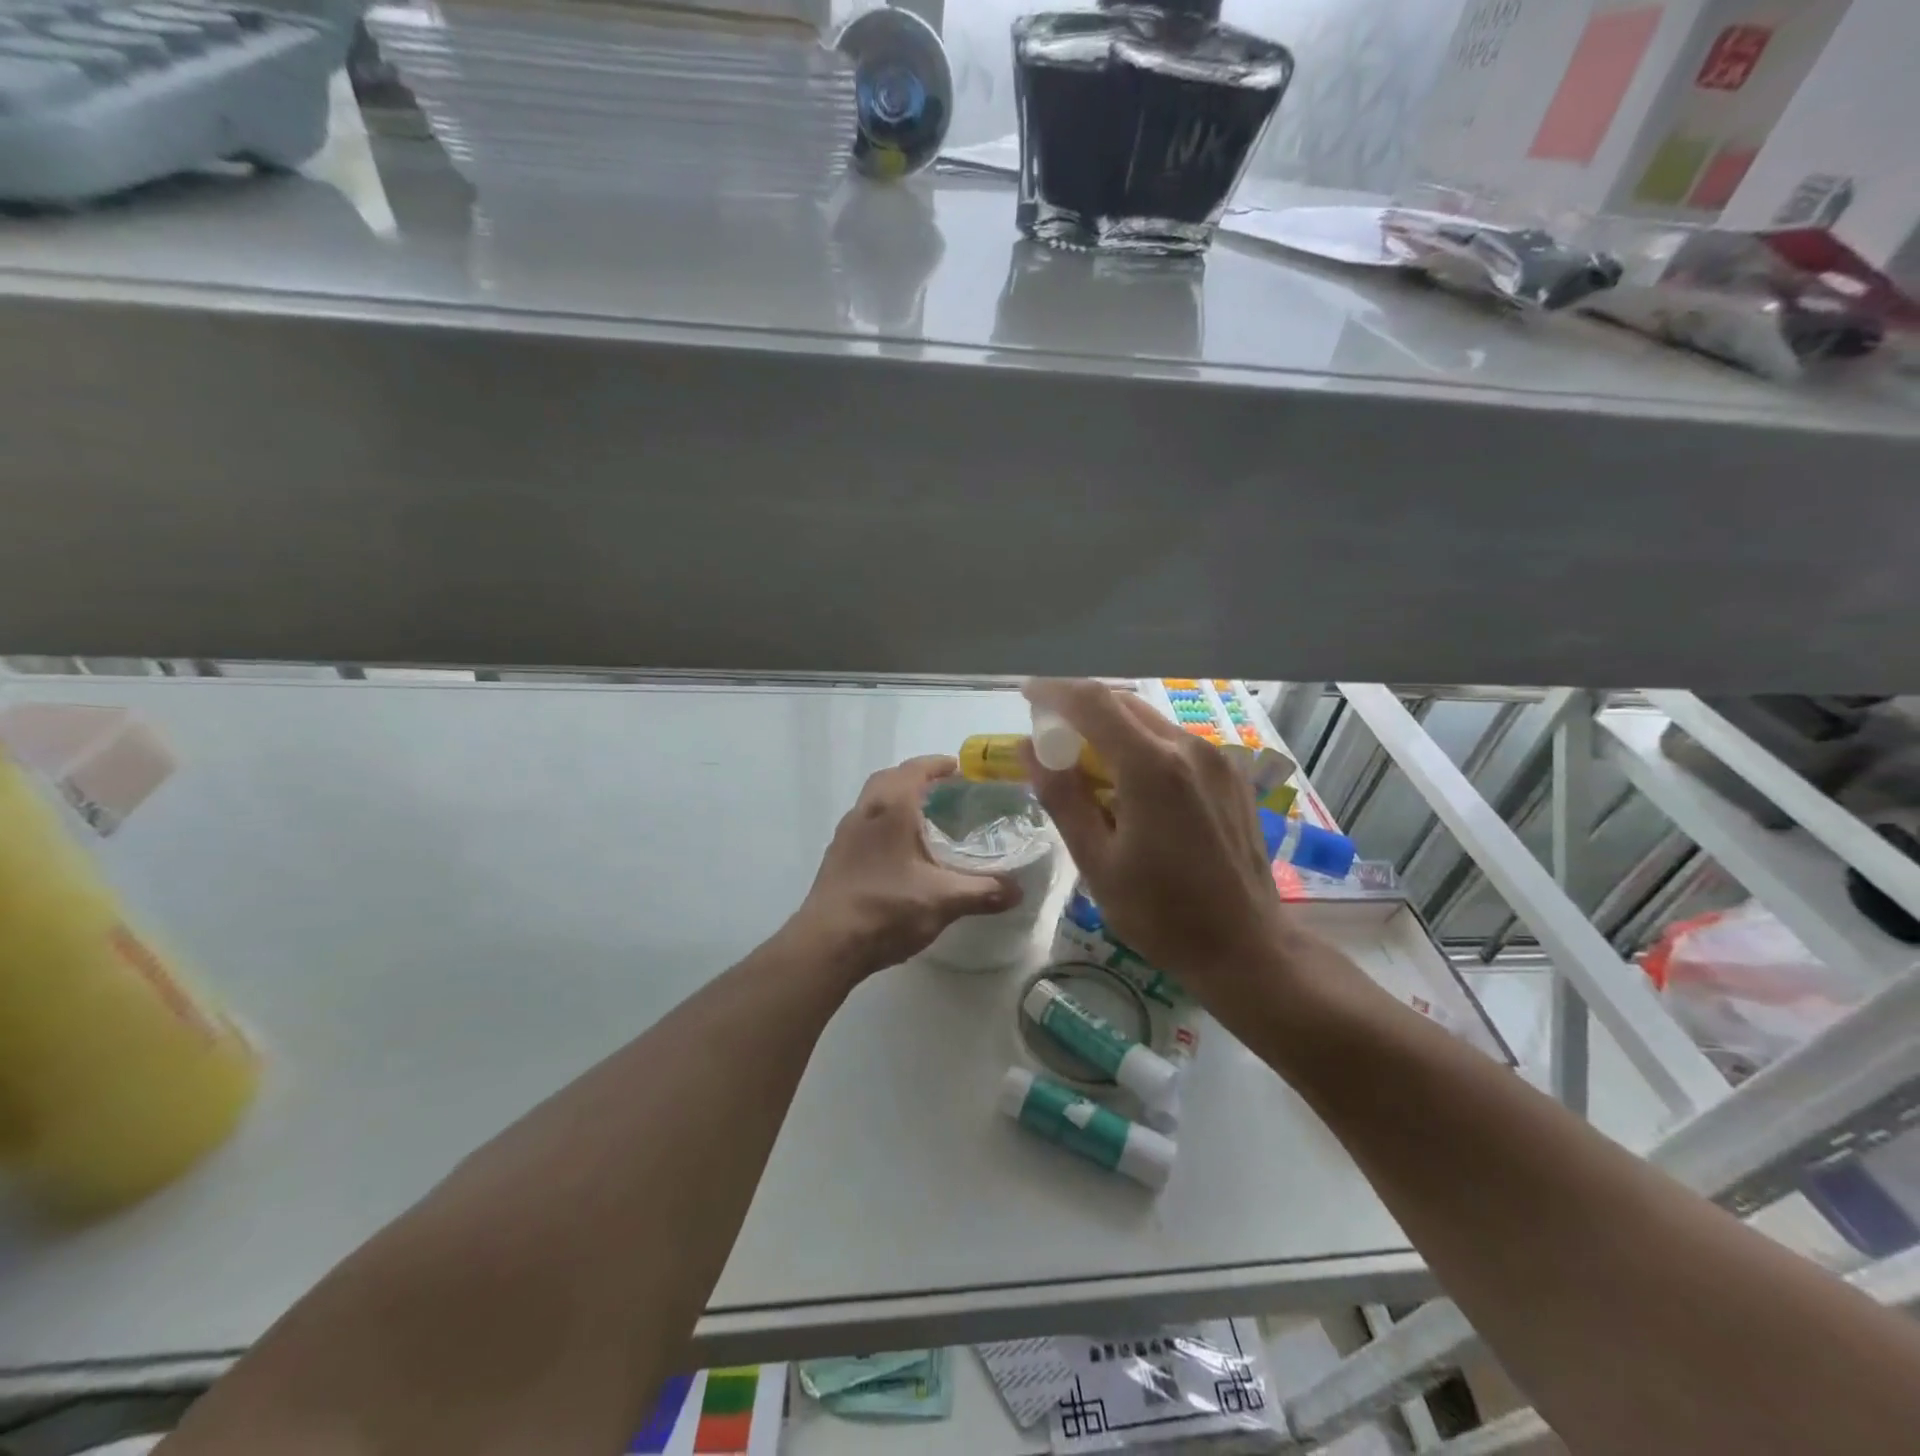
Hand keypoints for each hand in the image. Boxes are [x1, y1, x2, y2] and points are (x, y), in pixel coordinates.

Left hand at [796, 755, 1022, 977]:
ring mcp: (846, 834)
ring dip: (898, 799)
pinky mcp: (836, 857)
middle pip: (890, 779)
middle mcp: (864, 812)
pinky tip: (901, 851)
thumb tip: (1018, 891)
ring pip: (874, 801)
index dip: (938, 765)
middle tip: (945, 791)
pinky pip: (865, 824)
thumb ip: (983, 891)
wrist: (827, 944)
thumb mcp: (943, 900)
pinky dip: (885, 823)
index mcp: (890, 808)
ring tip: (926, 819)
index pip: (915, 770)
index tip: (960, 769)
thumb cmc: (886, 909)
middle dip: (917, 778)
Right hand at [1023, 679, 1291, 996]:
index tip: (1027, 693)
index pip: (1093, 702)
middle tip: (1051, 739)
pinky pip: (1176, 744)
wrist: (1247, 948)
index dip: (1054, 691)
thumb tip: (1029, 749)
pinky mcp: (1232, 776)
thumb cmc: (1161, 914)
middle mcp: (1190, 747)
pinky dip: (1143, 748)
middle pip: (1123, 705)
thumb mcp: (1097, 862)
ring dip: (1112, 730)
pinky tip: (1133, 786)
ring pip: (1151, 722)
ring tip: (1089, 767)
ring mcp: (1218, 759)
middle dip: (1081, 711)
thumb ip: (1062, 797)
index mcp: (1152, 767)